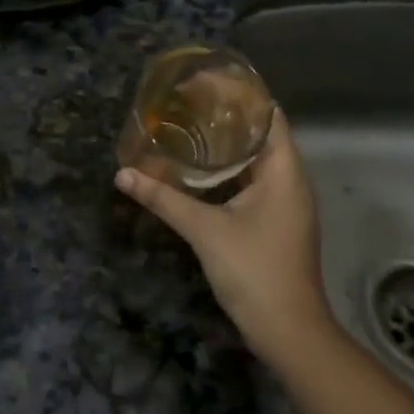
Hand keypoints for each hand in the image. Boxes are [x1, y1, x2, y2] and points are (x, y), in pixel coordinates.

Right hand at [114, 108, 329, 364]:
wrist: (288, 332)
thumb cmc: (254, 270)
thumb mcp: (204, 229)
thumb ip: (163, 198)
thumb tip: (122, 174)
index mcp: (284, 173)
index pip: (270, 117)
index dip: (244, 95)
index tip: (208, 81)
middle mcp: (291, 182)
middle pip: (263, 136)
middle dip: (229, 117)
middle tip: (188, 101)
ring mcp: (285, 205)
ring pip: (258, 162)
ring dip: (228, 145)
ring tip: (189, 127)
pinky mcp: (275, 224)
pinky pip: (254, 183)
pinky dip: (229, 171)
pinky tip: (200, 170)